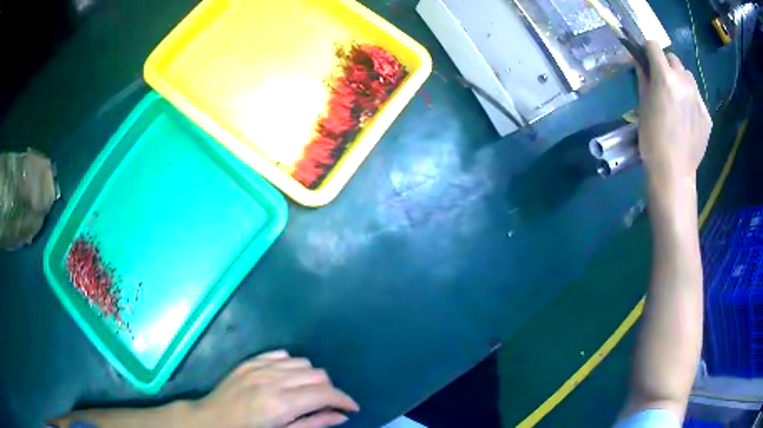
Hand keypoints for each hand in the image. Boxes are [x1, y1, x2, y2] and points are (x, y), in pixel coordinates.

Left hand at [195, 350, 358, 427]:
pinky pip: (282, 355)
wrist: (212, 420)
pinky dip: (292, 366)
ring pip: (302, 362)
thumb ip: (313, 424)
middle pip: (317, 374)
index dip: (344, 400)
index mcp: (281, 404)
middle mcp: (273, 380)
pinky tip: (288, 379)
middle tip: (327, 405)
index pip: (325, 393)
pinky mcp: (250, 361)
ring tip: (307, 393)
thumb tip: (341, 416)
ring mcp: (260, 367)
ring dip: (311, 378)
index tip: (352, 408)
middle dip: (329, 390)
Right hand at [636, 41, 711, 192]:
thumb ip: (643, 79)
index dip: (647, 50)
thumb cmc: (652, 139)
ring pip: (688, 76)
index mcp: (665, 77)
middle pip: (673, 58)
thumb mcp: (642, 105)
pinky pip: (697, 98)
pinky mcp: (707, 115)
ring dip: (681, 80)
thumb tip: (641, 63)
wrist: (674, 173)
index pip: (654, 45)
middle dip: (666, 64)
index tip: (645, 59)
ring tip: (678, 100)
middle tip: (662, 82)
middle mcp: (684, 82)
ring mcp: (698, 98)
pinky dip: (691, 101)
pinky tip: (687, 119)